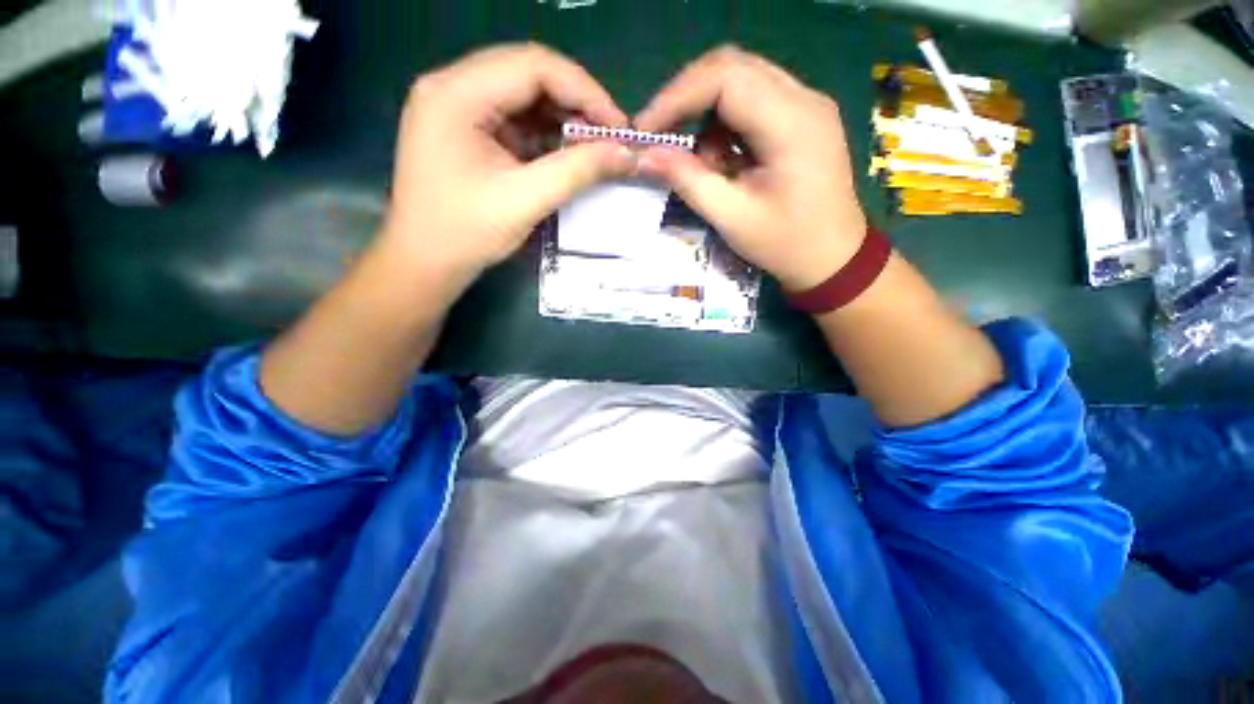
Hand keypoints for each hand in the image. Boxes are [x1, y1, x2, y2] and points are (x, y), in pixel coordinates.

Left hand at [380, 43, 635, 293]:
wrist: (425, 263)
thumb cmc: (466, 233)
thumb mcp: (525, 201)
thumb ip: (577, 171)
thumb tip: (626, 154)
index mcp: (456, 94)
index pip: (533, 66)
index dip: (585, 90)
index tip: (619, 127)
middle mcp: (453, 87)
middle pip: (528, 75)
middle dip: (576, 103)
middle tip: (609, 137)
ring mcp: (458, 108)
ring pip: (524, 97)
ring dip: (563, 119)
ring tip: (593, 148)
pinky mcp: (466, 131)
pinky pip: (515, 120)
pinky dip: (545, 135)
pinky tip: (566, 155)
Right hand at [635, 46, 866, 291]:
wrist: (833, 258)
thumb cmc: (786, 244)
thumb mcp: (732, 218)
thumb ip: (688, 181)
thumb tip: (645, 155)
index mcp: (792, 122)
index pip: (725, 77)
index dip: (676, 96)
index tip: (645, 128)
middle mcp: (804, 98)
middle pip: (732, 68)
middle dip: (686, 99)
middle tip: (661, 136)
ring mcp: (806, 105)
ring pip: (740, 82)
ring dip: (707, 116)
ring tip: (702, 164)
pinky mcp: (801, 118)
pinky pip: (753, 102)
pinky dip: (725, 126)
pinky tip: (725, 162)